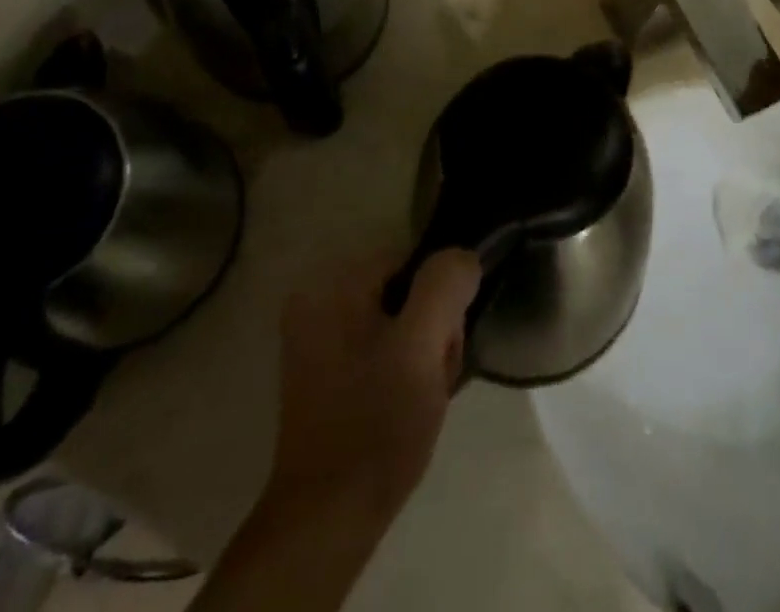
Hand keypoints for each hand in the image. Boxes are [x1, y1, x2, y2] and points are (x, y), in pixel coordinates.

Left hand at [266, 249, 481, 521]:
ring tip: (421, 400)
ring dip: (421, 356)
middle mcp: (317, 300)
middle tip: (432, 379)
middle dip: (431, 332)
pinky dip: (400, 374)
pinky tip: (405, 409)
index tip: (442, 347)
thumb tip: (462, 258)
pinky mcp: (325, 375)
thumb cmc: (376, 425)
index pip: (413, 262)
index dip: (440, 301)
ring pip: (398, 325)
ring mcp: (317, 340)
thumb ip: (445, 286)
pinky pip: (380, 352)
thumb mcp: (421, 346)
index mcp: (332, 283)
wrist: (328, 522)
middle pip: (405, 293)